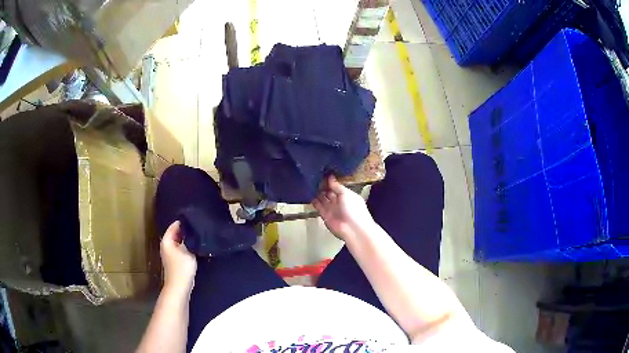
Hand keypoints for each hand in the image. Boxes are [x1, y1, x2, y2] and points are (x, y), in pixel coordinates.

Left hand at [160, 221, 196, 295]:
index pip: (174, 225)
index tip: (195, 219)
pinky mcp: (175, 261)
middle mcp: (166, 245)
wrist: (179, 287)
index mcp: (166, 241)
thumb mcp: (187, 251)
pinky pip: (181, 249)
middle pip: (176, 233)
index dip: (184, 222)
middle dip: (186, 231)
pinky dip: (187, 247)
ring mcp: (170, 254)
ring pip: (179, 242)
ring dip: (187, 240)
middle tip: (199, 227)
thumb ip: (188, 239)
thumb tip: (191, 230)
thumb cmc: (182, 268)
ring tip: (199, 236)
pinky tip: (195, 247)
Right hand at [312, 175, 374, 240]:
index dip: (330, 180)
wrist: (353, 229)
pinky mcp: (325, 215)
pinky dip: (313, 200)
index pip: (337, 186)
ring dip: (317, 192)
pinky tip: (308, 193)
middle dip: (322, 185)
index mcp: (347, 195)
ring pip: (322, 198)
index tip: (322, 172)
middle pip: (329, 191)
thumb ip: (336, 186)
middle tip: (313, 176)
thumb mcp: (346, 193)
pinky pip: (318, 206)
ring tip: (309, 183)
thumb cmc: (353, 209)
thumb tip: (330, 176)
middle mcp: (339, 201)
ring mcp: (332, 208)